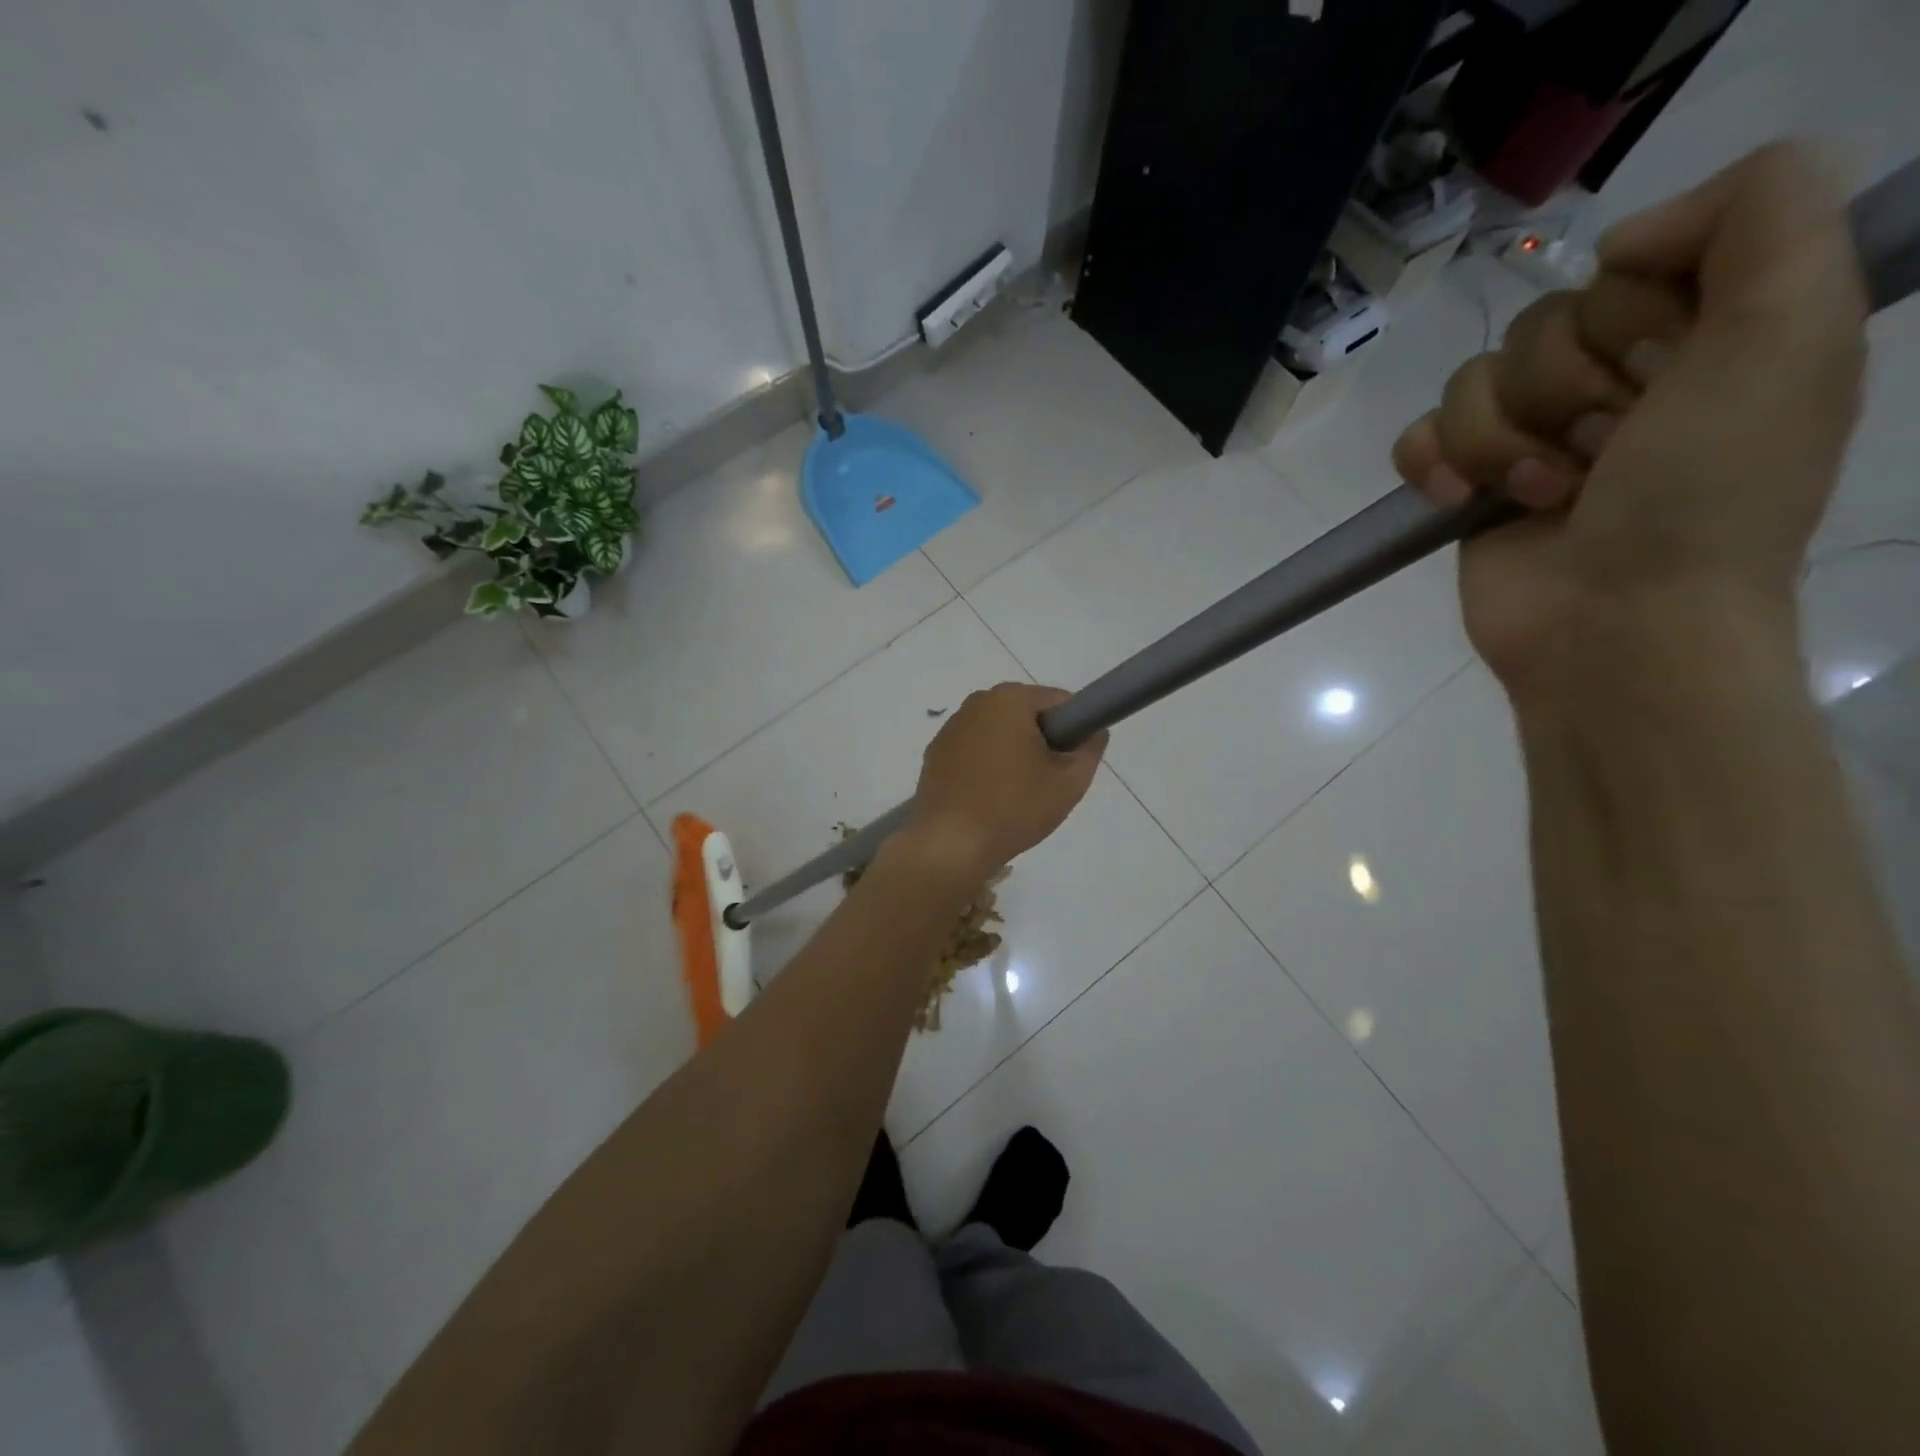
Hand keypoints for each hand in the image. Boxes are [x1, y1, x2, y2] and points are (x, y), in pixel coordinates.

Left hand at [904, 683, 1106, 876]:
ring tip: (1017, 794)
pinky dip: (986, 766)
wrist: (951, 845)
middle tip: (1047, 782)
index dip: (1074, 730)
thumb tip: (1094, 731)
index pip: (1059, 702)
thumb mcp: (1070, 782)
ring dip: (1012, 753)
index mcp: (1009, 699)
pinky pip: (974, 750)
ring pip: (998, 733)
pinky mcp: (935, 754)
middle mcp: (976, 703)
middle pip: (1026, 714)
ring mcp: (951, 728)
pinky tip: (988, 798)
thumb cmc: (1015, 808)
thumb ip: (1091, 749)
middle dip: (1042, 742)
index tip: (1071, 762)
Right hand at [1392, 142, 1867, 697]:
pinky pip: (1419, 434)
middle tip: (1607, 453)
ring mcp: (1534, 435)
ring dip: (1502, 442)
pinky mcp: (1466, 484)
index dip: (1633, 319)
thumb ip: (1761, 211)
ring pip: (1471, 382)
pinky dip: (1433, 464)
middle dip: (1564, 392)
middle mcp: (1618, 377)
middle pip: (1539, 323)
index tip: (1668, 382)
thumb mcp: (1791, 328)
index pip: (1626, 263)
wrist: (1614, 627)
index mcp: (1708, 332)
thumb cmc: (1705, 497)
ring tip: (1547, 495)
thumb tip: (1619, 239)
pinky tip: (1457, 500)